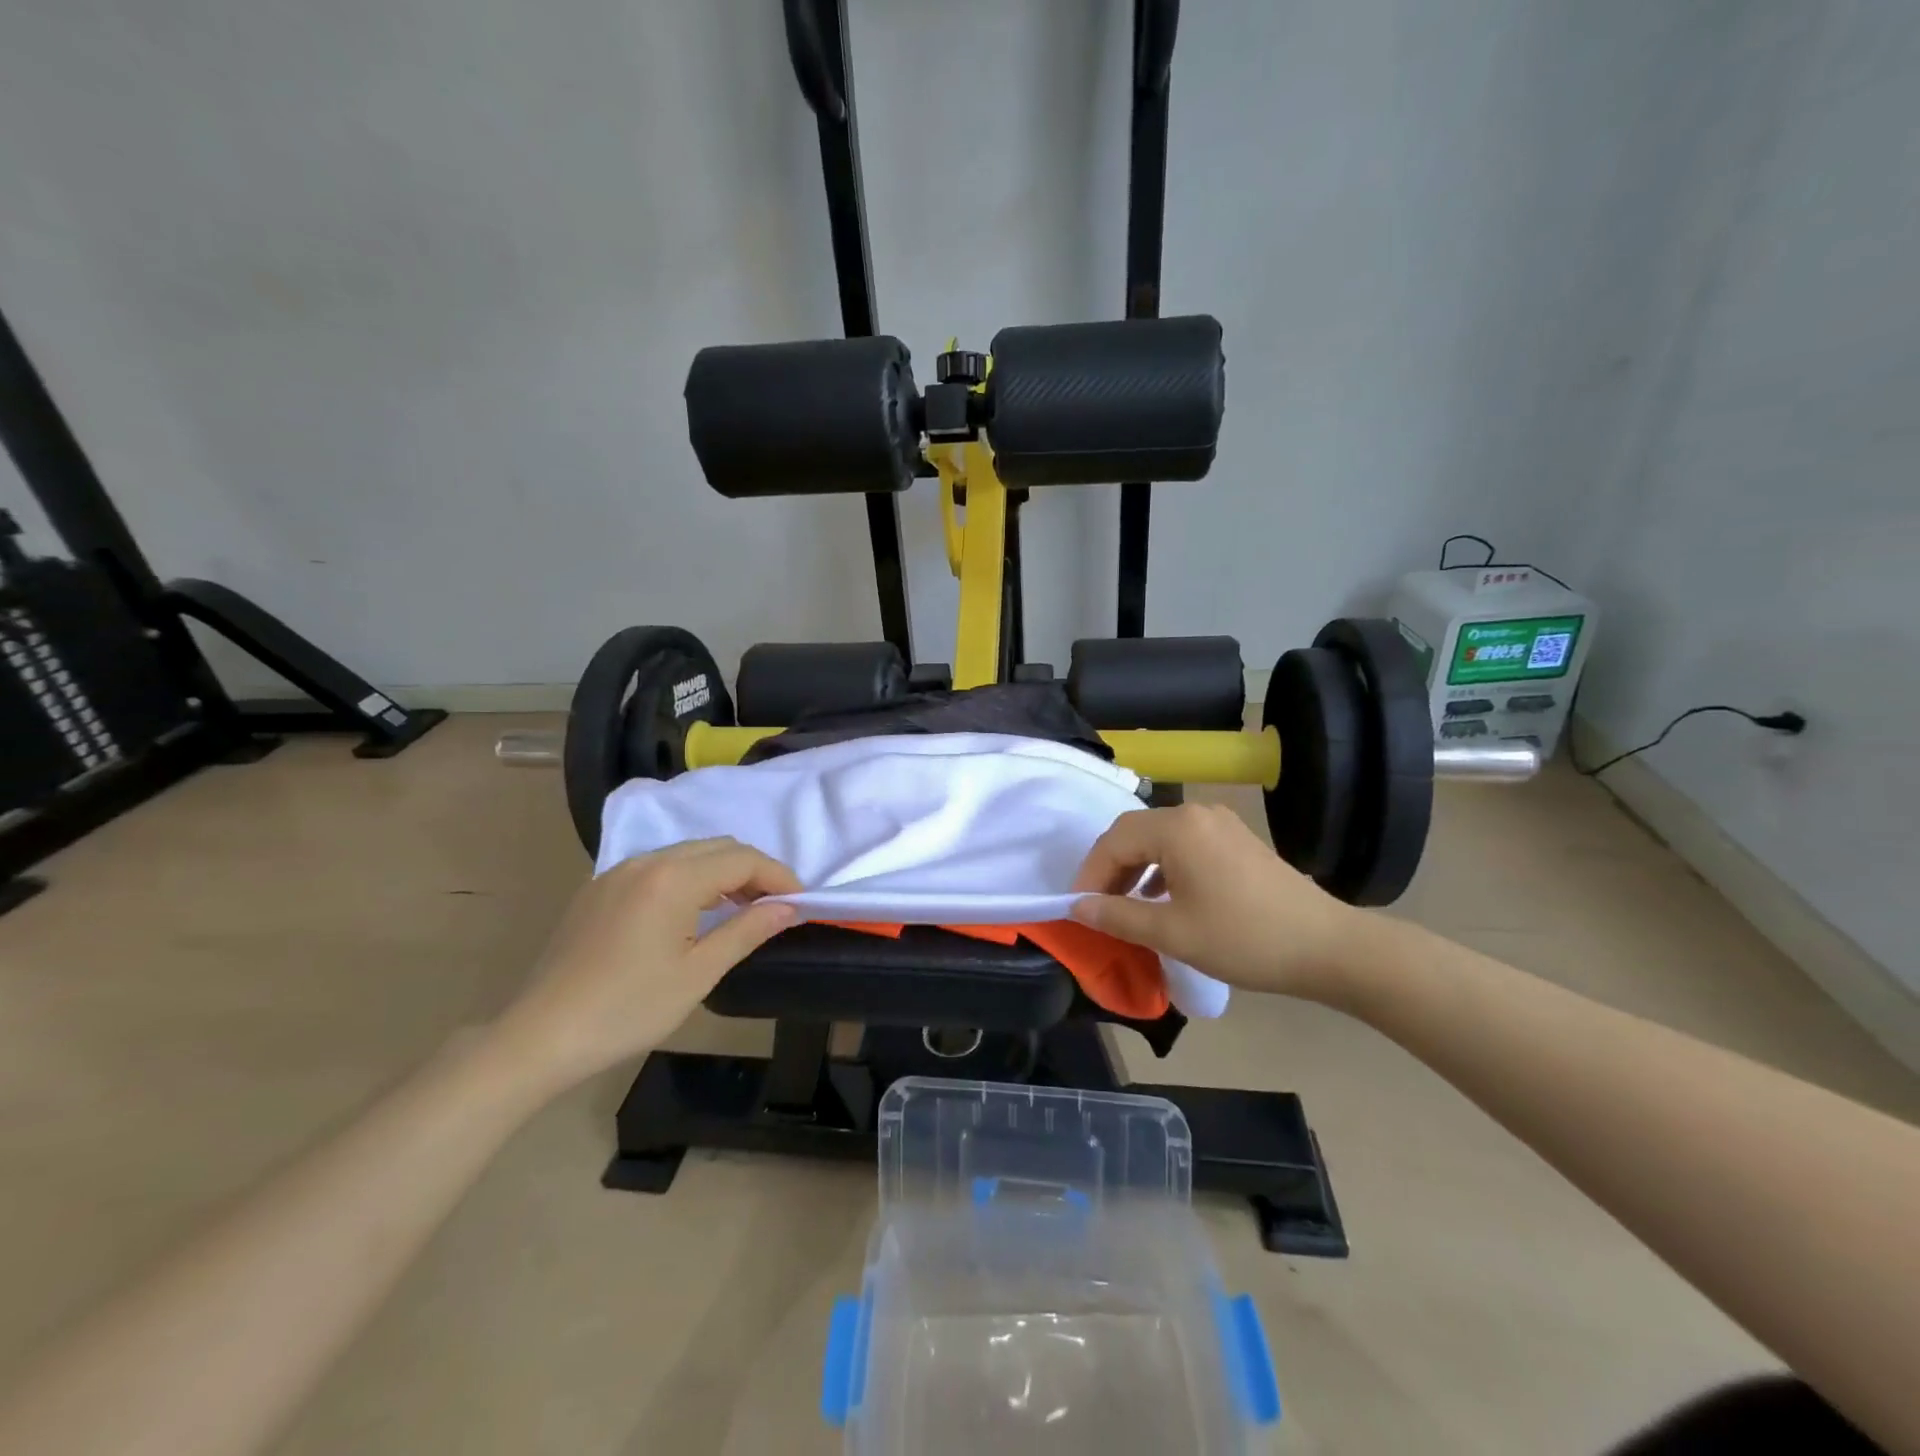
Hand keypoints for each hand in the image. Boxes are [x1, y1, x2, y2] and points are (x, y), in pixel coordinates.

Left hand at [490, 839, 800, 1092]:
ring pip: (687, 853)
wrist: (539, 1036)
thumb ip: (747, 931)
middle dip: (753, 870)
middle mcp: (646, 861)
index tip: (800, 901)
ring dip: (721, 872)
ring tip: (739, 909)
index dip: (778, 876)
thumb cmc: (628, 1009)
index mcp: (673, 879)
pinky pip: (658, 867)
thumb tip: (788, 907)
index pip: (742, 859)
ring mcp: (618, 872)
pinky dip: (689, 878)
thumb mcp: (698, 974)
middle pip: (717, 847)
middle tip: (773, 906)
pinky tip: (691, 913)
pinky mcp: (599, 889)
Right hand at [1069, 804, 1360, 999]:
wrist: (1327, 947)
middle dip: (1109, 868)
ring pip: (1159, 838)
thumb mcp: (1172, 932)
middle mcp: (1196, 813)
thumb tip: (1077, 907)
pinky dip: (1163, 866)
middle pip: (1134, 833)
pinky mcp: (1237, 839)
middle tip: (1097, 906)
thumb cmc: (1243, 938)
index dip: (1090, 874)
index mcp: (1176, 827)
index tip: (1077, 909)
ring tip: (1126, 905)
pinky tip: (1163, 897)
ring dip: (1135, 867)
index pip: (1113, 841)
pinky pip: (1184, 844)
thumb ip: (1117, 916)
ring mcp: (1220, 823)